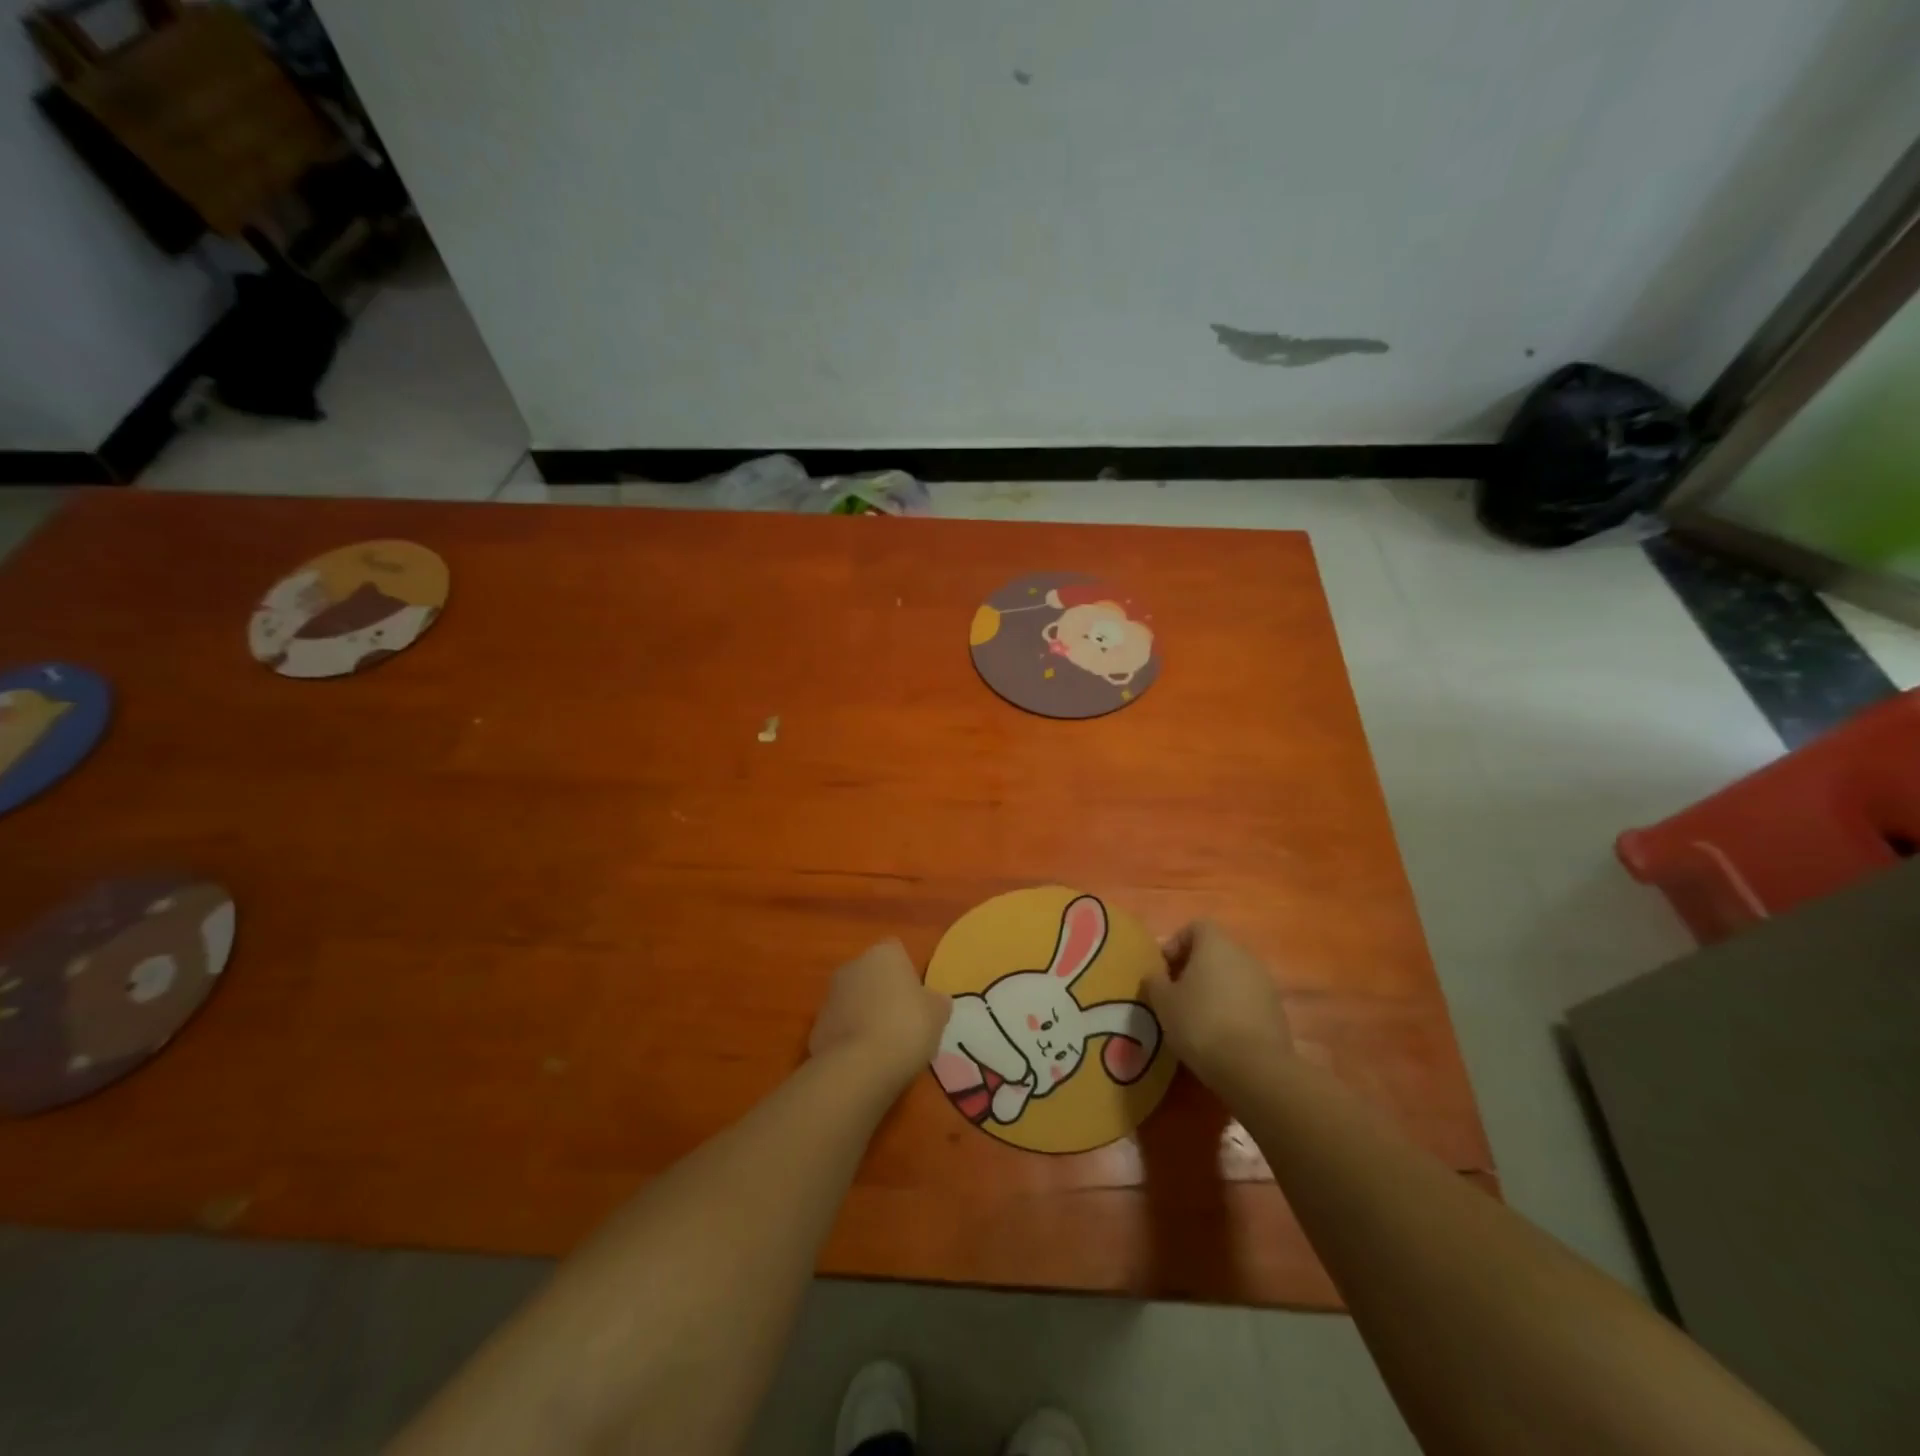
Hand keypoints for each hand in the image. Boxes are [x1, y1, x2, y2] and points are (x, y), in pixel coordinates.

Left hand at [808, 939, 950, 1089]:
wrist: (858, 1066)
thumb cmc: (906, 1028)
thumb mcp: (938, 1014)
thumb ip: (936, 1002)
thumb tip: (934, 1001)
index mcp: (884, 954)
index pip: (896, 951)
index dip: (907, 973)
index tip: (917, 998)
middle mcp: (853, 966)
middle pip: (872, 975)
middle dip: (883, 993)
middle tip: (903, 1022)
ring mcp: (830, 996)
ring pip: (854, 1001)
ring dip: (865, 1015)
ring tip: (885, 1047)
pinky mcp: (816, 1027)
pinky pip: (841, 1027)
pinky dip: (851, 1039)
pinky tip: (865, 1061)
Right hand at [1144, 921, 1292, 1089]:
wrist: (1253, 1067)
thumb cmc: (1200, 1023)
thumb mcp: (1163, 1001)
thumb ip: (1155, 980)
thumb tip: (1157, 975)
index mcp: (1216, 944)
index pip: (1195, 927)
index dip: (1176, 944)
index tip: (1163, 970)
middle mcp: (1244, 955)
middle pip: (1215, 951)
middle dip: (1194, 968)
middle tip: (1176, 994)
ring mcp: (1265, 983)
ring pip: (1232, 976)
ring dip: (1214, 989)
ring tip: (1196, 1017)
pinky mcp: (1277, 1011)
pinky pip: (1247, 1000)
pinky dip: (1232, 1009)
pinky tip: (1219, 1035)